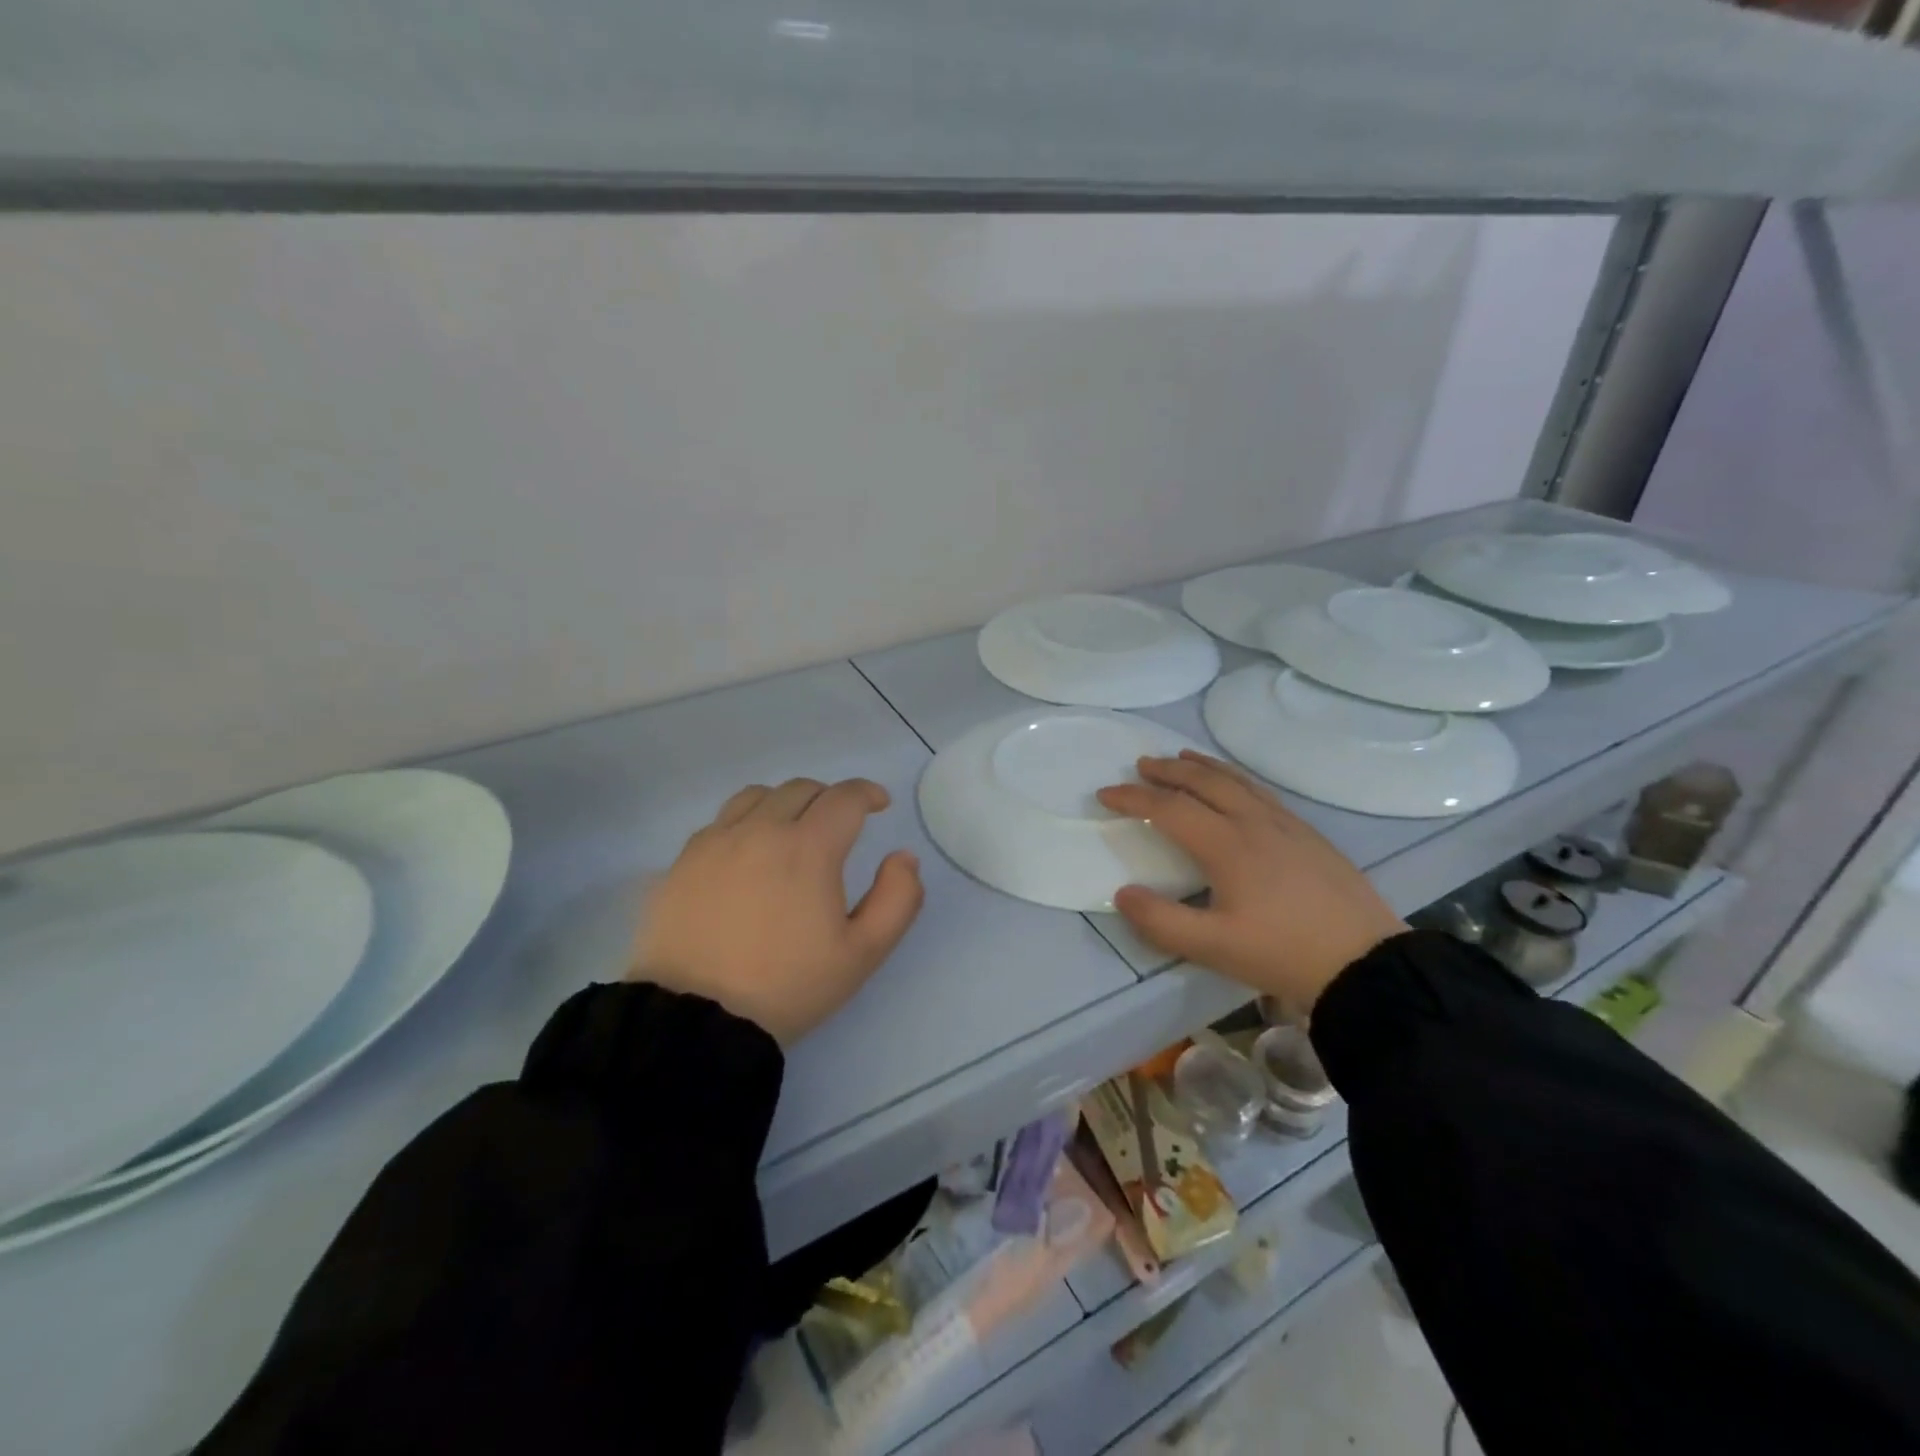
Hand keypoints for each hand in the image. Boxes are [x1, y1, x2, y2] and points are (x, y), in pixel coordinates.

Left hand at [629, 777, 924, 1044]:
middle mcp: (760, 830)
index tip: (878, 804)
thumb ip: (897, 899)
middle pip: (801, 789)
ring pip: (757, 796)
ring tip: (792, 830)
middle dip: (829, 798)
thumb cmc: (788, 986)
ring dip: (785, 803)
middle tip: (840, 824)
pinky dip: (746, 822)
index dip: (867, 793)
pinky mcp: (683, 861)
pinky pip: (721, 821)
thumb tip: (903, 857)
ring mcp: (715, 842)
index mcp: (808, 847)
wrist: (696, 1020)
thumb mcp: (862, 953)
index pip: (844, 797)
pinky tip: (748, 853)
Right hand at [1097, 751, 1405, 1015]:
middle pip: (1204, 782)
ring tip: (1183, 758)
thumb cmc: (1283, 953)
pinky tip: (1237, 790)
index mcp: (1227, 845)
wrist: (1365, 963)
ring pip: (1237, 781)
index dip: (1133, 798)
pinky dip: (1235, 779)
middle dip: (1168, 770)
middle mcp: (1255, 823)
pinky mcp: (1309, 835)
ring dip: (1204, 767)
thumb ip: (1160, 921)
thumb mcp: (1213, 947)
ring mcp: (1287, 825)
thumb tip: (1122, 893)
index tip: (1105, 794)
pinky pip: (1261, 792)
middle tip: (1141, 764)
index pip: (1169, 809)